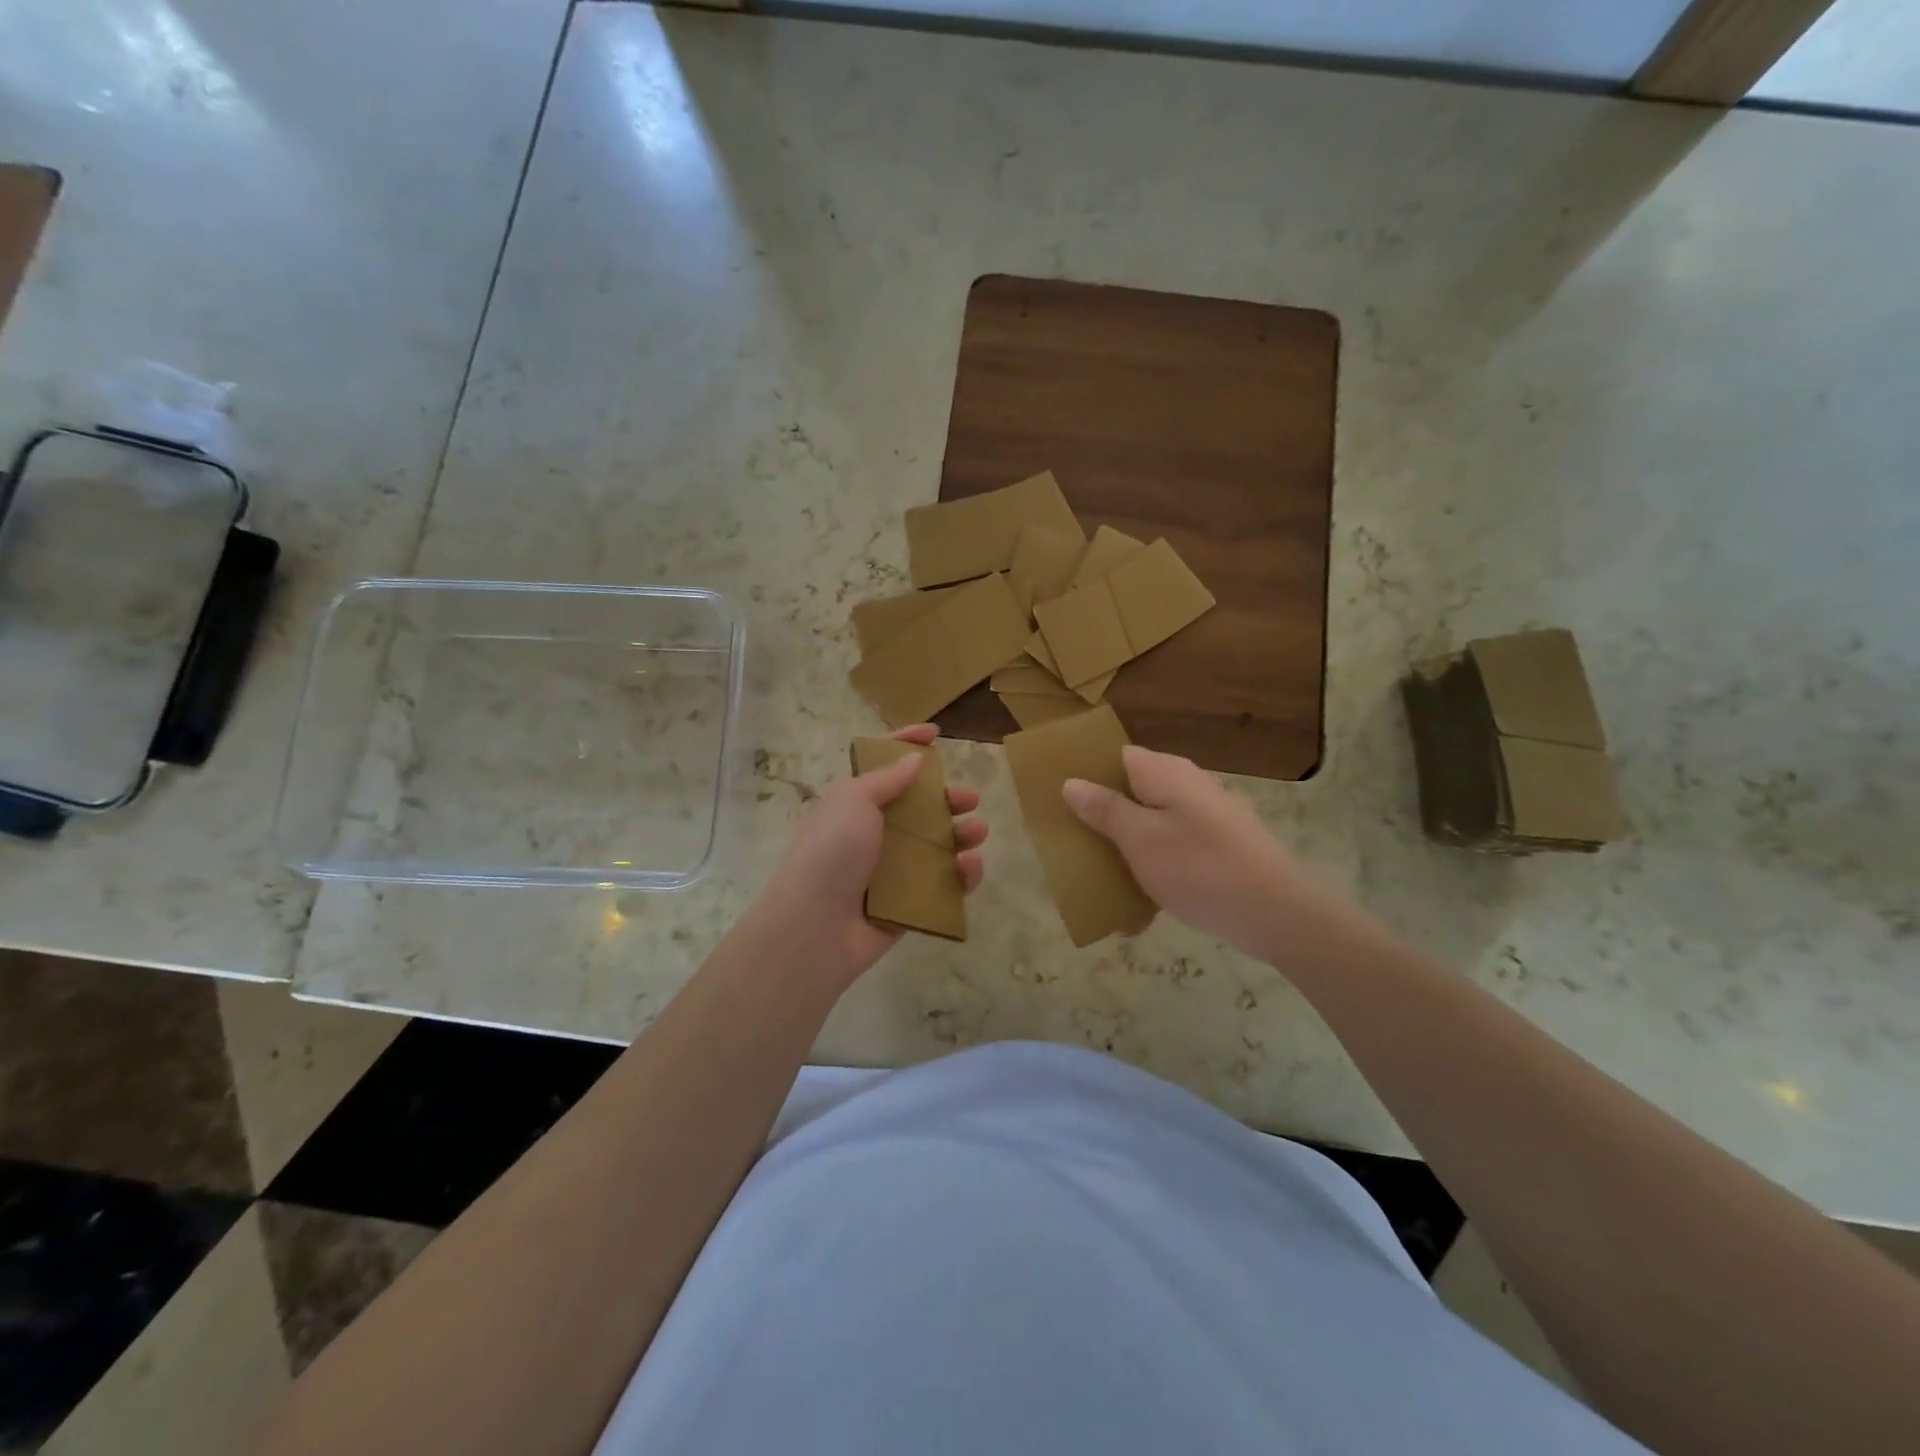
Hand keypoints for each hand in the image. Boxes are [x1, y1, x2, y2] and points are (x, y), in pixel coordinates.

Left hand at [756, 725, 986, 986]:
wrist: (815, 926)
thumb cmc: (831, 851)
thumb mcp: (853, 800)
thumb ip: (887, 779)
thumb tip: (913, 759)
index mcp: (856, 803)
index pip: (884, 766)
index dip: (906, 744)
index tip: (934, 733)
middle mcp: (875, 833)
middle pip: (919, 808)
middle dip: (947, 799)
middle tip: (969, 799)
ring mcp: (893, 870)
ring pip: (937, 845)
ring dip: (962, 835)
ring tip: (977, 832)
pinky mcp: (910, 903)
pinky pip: (943, 883)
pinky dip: (961, 875)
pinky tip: (969, 866)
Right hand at [1062, 745, 1344, 964]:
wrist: (1276, 913)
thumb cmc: (1199, 868)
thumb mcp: (1140, 839)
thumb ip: (1104, 809)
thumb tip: (1072, 782)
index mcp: (1164, 773)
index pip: (1115, 756)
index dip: (1086, 774)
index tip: (1059, 800)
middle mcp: (1187, 785)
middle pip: (1132, 791)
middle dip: (1102, 817)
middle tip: (1074, 843)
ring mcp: (1206, 816)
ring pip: (1151, 823)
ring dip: (1126, 849)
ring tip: (1101, 879)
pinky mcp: (1219, 846)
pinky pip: (1174, 850)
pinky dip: (1155, 870)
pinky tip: (1140, 910)